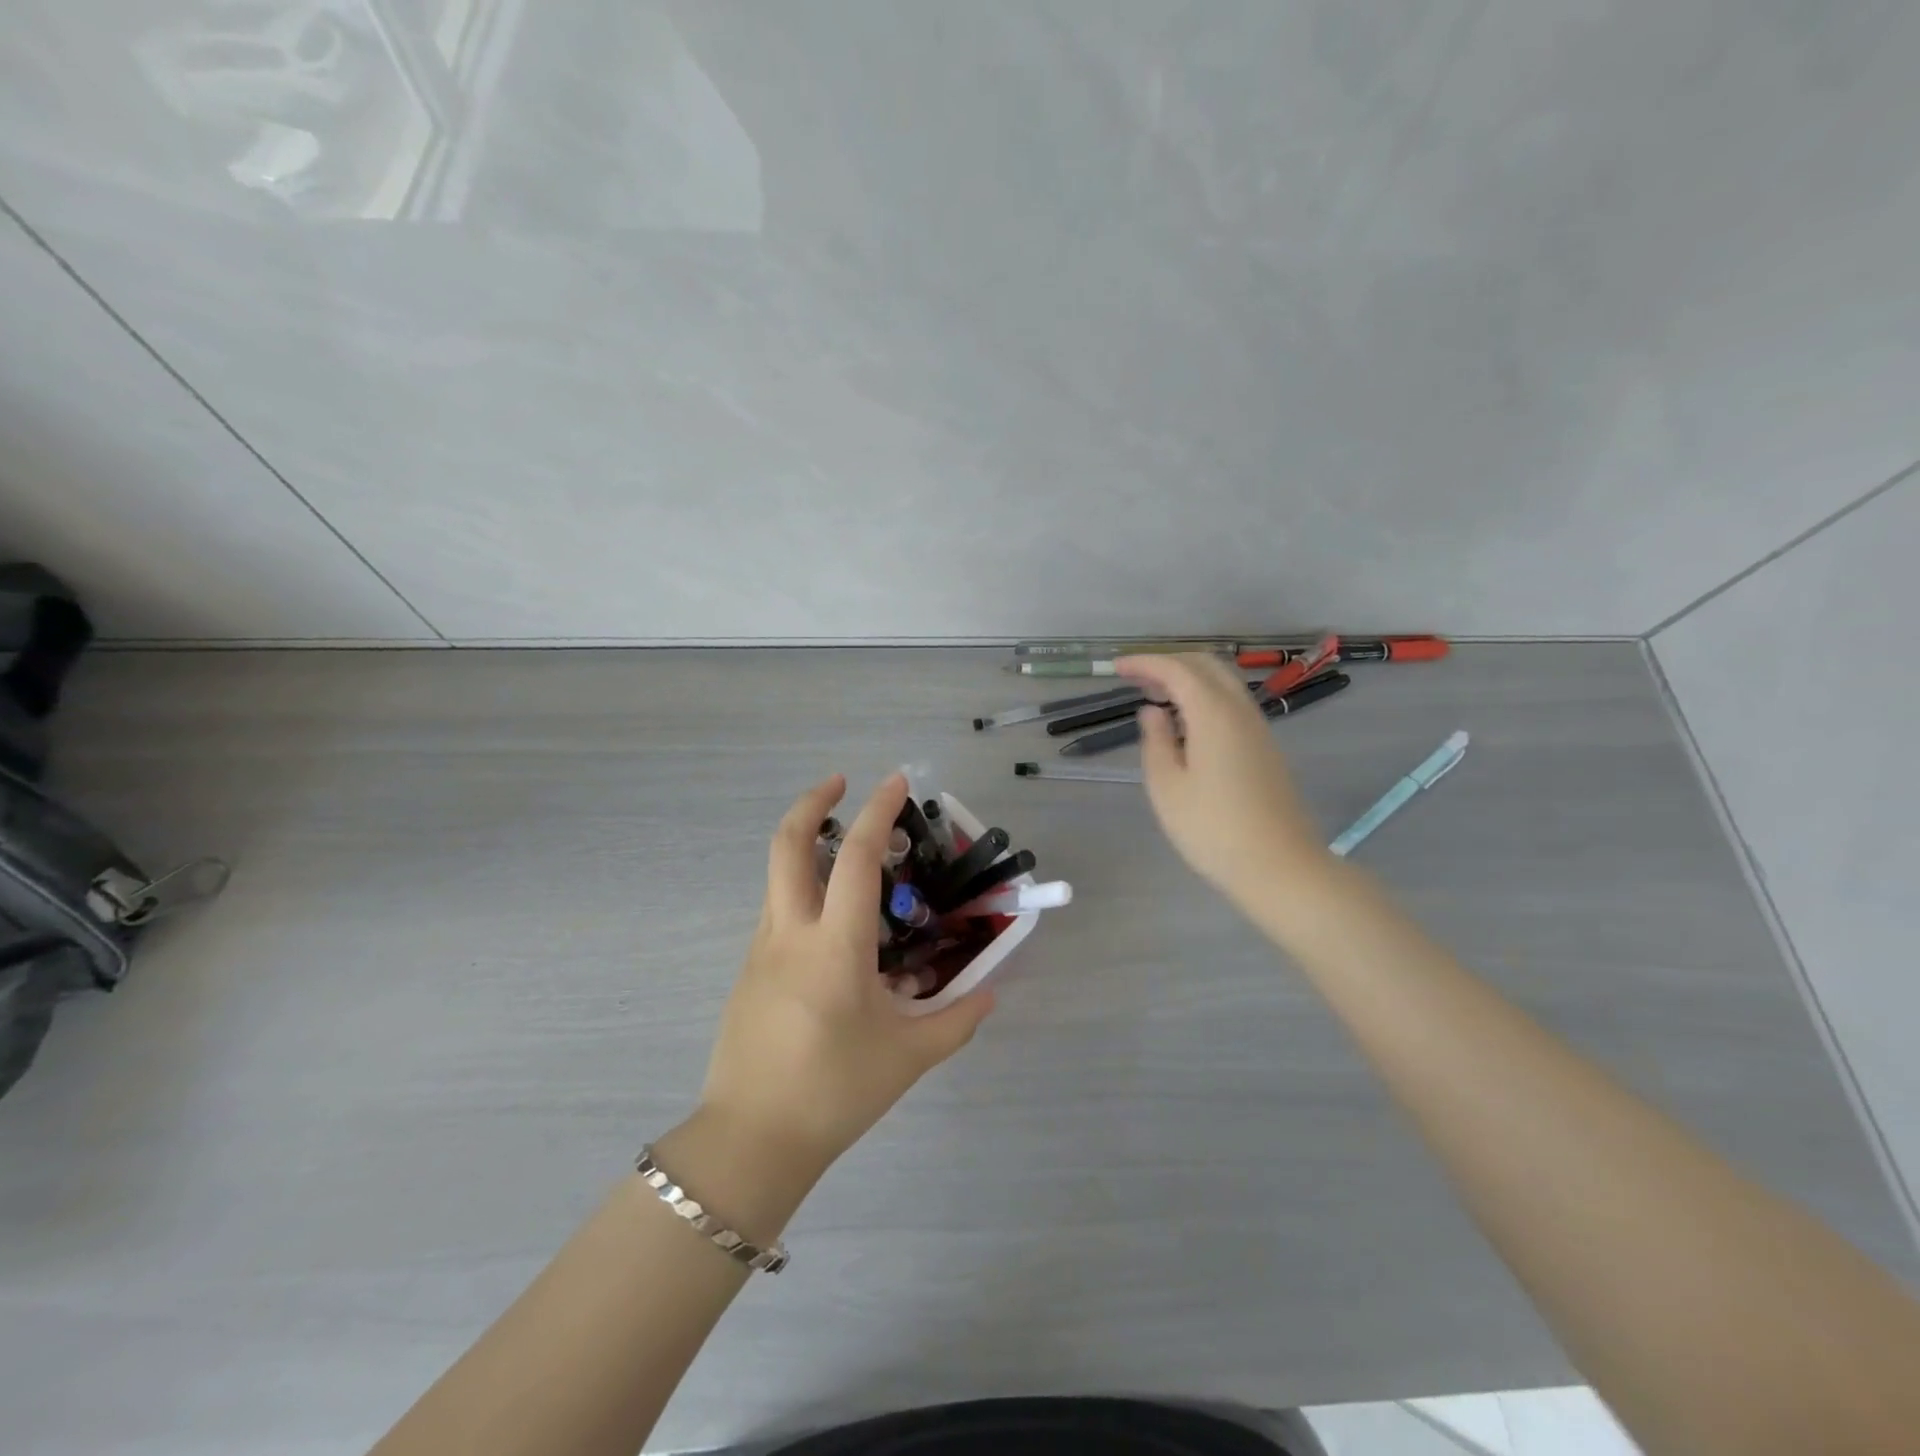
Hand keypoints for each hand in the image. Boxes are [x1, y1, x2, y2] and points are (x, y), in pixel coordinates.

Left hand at [696, 772, 994, 1179]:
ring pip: (779, 876)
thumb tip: (988, 994)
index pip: (854, 858)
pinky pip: (779, 913)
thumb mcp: (907, 1058)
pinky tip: (836, 930)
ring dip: (807, 846)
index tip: (896, 781)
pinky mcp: (750, 971)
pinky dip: (805, 893)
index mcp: (835, 946)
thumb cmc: (834, 1093)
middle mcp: (791, 933)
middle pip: (787, 844)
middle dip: (812, 802)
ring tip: (849, 855)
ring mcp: (762, 950)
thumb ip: (956, 1020)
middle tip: (841, 783)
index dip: (877, 812)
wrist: (750, 1141)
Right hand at [1116, 653, 1331, 917]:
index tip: (1116, 667)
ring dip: (1188, 678)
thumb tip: (1152, 712)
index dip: (1145, 663)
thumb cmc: (1212, 829)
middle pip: (1206, 665)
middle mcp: (1240, 710)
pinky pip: (1232, 703)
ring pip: (1223, 682)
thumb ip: (1155, 741)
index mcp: (1214, 714)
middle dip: (1168, 662)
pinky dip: (1204, 697)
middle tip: (1135, 678)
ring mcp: (1258, 728)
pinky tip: (1185, 723)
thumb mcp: (1167, 787)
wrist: (1279, 867)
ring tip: (1155, 696)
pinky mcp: (1265, 748)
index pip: (1176, 669)